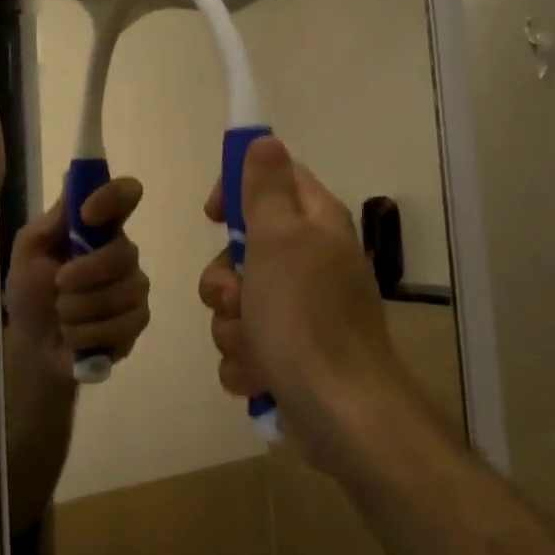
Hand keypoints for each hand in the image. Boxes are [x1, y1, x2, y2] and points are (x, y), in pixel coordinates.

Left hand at [6, 177, 150, 377]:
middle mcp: (123, 252)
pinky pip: (122, 324)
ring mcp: (134, 287)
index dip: (112, 197)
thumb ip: (55, 219)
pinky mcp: (137, 321)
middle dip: (84, 274)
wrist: (32, 344)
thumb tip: (73, 175)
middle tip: (58, 285)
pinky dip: (88, 333)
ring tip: (62, 315)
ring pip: (122, 292)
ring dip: (80, 308)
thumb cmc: (30, 290)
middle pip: (124, 253)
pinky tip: (74, 335)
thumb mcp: (30, 250)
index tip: (86, 215)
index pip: (126, 195)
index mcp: (99, 227)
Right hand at [198, 137, 413, 475]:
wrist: (340, 414)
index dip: (237, 190)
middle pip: (243, 251)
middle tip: (238, 298)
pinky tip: (261, 376)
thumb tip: (265, 140)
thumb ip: (266, 189)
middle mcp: (310, 264)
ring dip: (233, 328)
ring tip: (256, 348)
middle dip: (225, 281)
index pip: (274, 180)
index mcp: (316, 226)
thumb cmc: (305, 318)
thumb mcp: (279, 240)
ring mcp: (300, 313)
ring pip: (236, 303)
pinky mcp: (289, 355)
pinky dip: (246, 361)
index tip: (214, 215)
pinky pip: (245, 344)